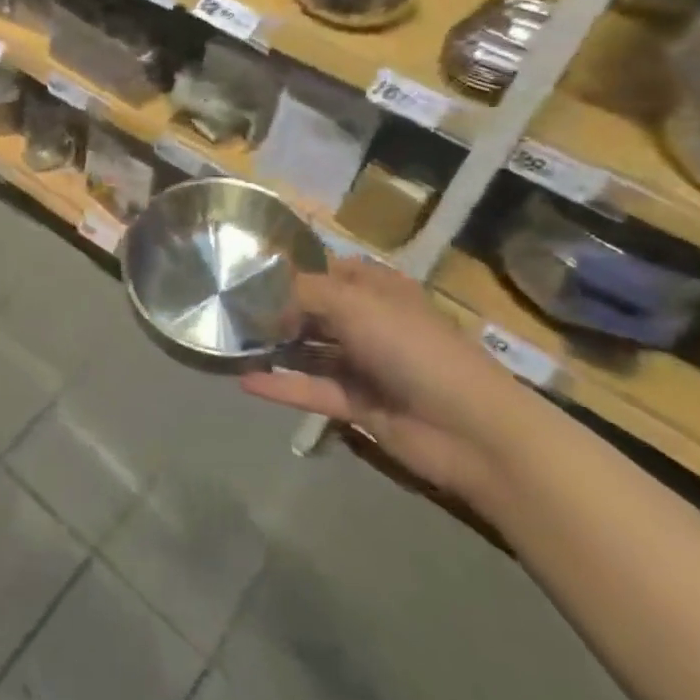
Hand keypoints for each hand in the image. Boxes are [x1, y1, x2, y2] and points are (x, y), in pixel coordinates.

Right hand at [241, 259, 531, 504]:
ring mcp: (364, 365)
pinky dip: (280, 386)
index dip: (295, 270)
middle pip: (315, 311)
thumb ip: (303, 293)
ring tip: (228, 344)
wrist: (471, 429)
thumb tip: (268, 305)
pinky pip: (311, 389)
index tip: (249, 273)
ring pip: (309, 351)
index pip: (330, 270)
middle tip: (228, 310)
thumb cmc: (413, 348)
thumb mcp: (353, 302)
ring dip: (274, 348)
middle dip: (276, 310)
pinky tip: (243, 381)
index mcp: (378, 290)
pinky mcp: (357, 404)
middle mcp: (370, 323)